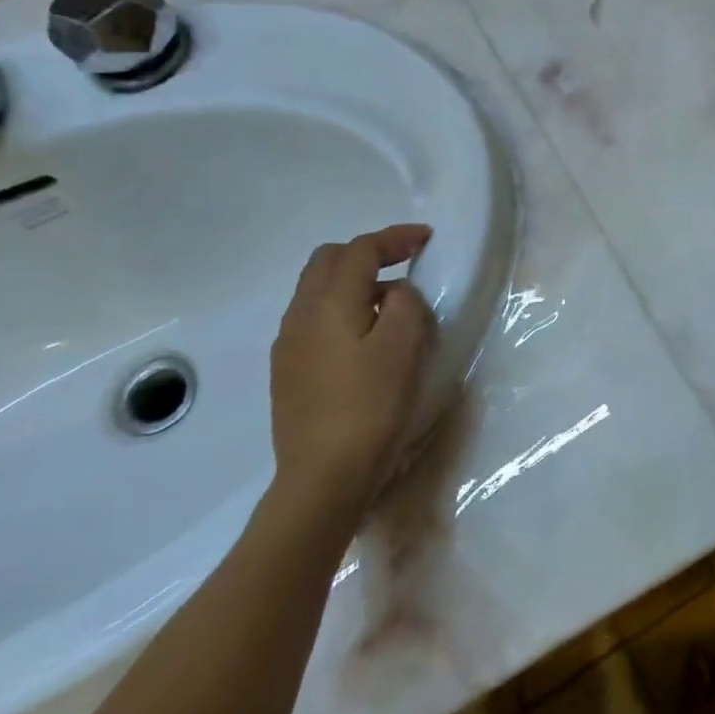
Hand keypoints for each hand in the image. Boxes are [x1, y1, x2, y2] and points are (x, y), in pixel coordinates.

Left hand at [269, 225, 435, 515]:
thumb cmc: (371, 406)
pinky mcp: (288, 371)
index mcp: (329, 303)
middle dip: (367, 253)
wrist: (323, 475)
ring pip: (317, 290)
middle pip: (328, 261)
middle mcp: (300, 315)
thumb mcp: (404, 347)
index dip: (395, 238)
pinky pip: (314, 320)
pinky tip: (364, 338)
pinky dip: (341, 309)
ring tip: (390, 303)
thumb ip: (404, 304)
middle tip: (404, 263)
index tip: (426, 238)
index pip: (360, 250)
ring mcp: (288, 345)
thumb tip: (395, 293)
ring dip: (353, 282)